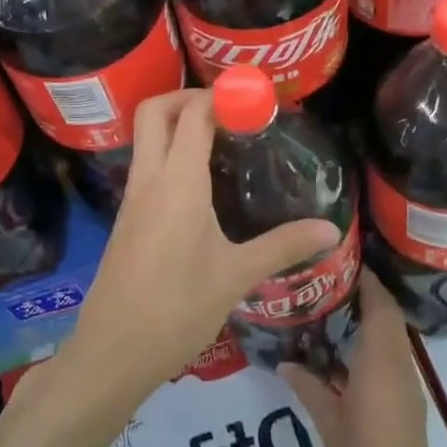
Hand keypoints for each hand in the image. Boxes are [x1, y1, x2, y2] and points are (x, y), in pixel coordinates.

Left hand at [64, 89, 339, 409]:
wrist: (114, 350)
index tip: (256, 98)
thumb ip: (284, 246)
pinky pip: (146, 166)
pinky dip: (170, 154)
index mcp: (177, 183)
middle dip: (188, 96)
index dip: (222, 95)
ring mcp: (132, 198)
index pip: (193, 114)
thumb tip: (331, 230)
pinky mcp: (127, 218)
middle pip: (154, 111)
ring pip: (146, 138)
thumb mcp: (236, 276)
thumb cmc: (177, 309)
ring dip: (177, 124)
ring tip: (224, 140)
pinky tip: (202, 184)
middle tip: (230, 110)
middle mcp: (148, 179)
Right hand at [279, 274, 446, 446]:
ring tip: (330, 309)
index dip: (368, 282)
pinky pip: (391, 361)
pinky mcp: (406, 405)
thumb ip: (310, 389)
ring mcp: (407, 389)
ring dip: (369, 321)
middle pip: (389, 319)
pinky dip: (372, 346)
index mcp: (381, 367)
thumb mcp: (329, 426)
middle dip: (366, 296)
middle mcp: (399, 370)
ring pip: (391, 340)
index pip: (381, 309)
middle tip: (328, 282)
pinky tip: (342, 352)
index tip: (343, 262)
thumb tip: (287, 363)